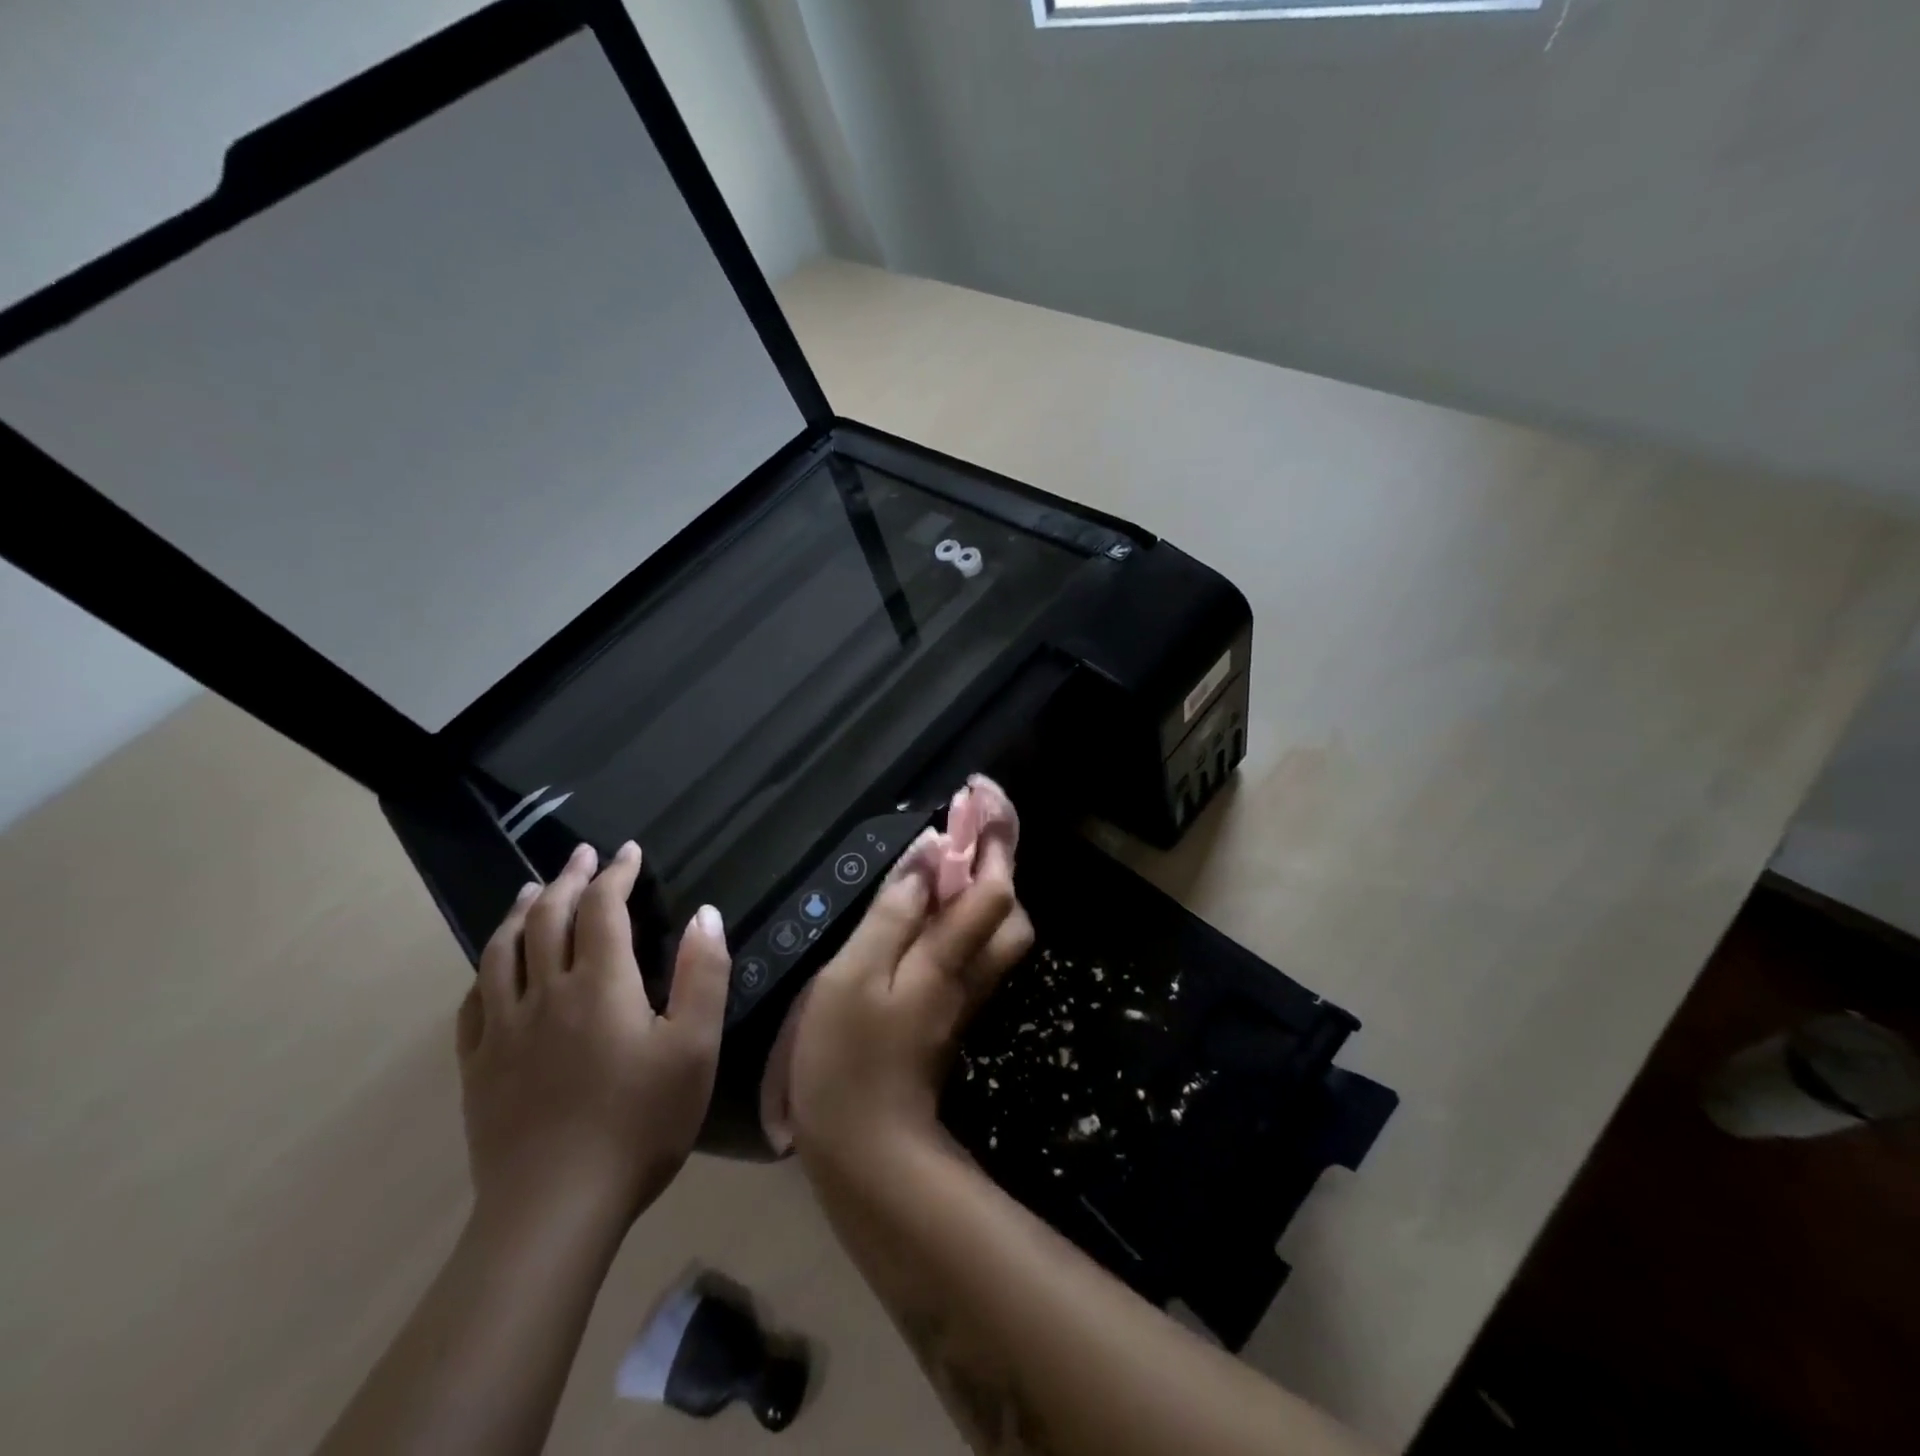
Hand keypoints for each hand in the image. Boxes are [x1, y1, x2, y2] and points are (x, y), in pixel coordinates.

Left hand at [456, 841, 729, 1234]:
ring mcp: (504, 1030)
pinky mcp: (479, 1066)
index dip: (615, 874)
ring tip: (531, 891)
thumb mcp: (695, 1048)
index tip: (628, 852)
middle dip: (567, 879)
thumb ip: (703, 975)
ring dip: (519, 912)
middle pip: (548, 918)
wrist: (555, 1210)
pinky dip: (486, 968)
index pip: (603, 908)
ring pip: (502, 951)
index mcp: (600, 984)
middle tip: (581, 856)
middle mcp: (546, 993)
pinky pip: (474, 1001)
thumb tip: (705, 914)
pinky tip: (493, 967)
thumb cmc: (639, 1124)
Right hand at [790, 821, 1031, 1166]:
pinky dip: (965, 915)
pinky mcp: (950, 1012)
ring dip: (984, 886)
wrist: (867, 1150)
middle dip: (999, 859)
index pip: (993, 885)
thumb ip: (894, 912)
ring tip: (948, 859)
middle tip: (966, 825)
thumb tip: (929, 854)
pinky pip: (972, 949)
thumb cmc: (847, 1056)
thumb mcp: (854, 974)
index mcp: (949, 956)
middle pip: (1010, 908)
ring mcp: (964, 995)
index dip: (992, 836)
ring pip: (997, 930)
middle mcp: (970, 971)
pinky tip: (933, 909)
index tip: (978, 793)